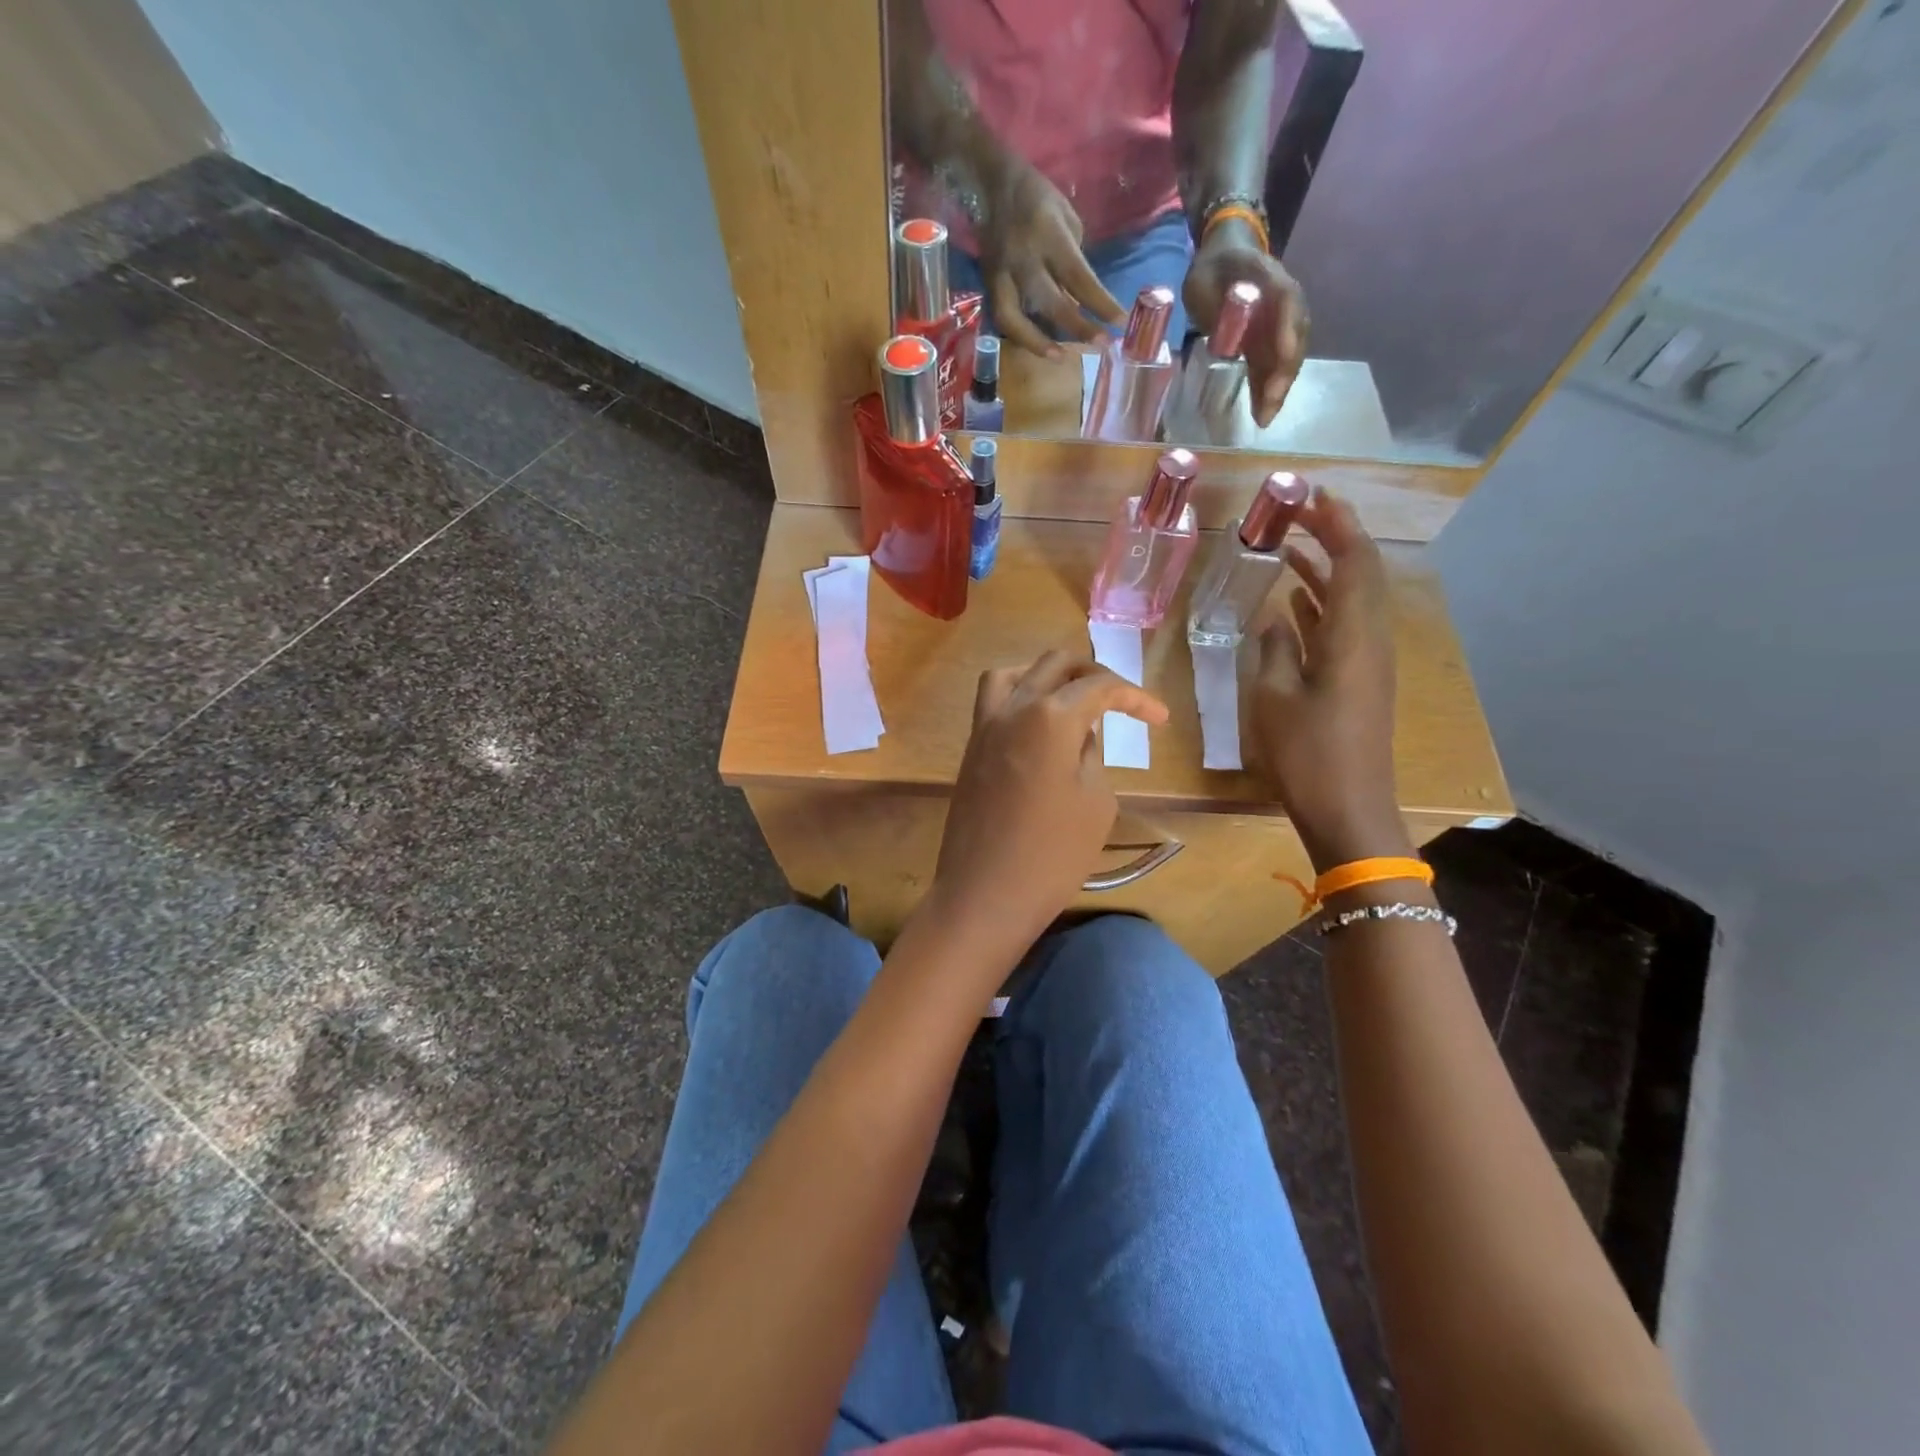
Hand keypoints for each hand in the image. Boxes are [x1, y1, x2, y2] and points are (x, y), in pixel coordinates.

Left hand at [928, 651, 1168, 955]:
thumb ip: (1091, 755)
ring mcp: (984, 727)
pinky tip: (1041, 727)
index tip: (1160, 718)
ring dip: (1048, 677)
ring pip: (1014, 674)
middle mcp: (1012, 708)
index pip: (1099, 686)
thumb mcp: (1095, 802)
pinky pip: (994, 701)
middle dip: (1093, 673)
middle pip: (1055, 664)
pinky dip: (1021, 697)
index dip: (1136, 697)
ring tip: (1073, 701)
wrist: (984, 896)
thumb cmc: (1052, 855)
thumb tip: (1079, 734)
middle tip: (1120, 700)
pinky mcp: (971, 750)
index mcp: (1050, 716)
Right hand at [976, 162, 1125, 358]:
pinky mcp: (988, 285)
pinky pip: (1003, 318)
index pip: (1078, 277)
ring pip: (1015, 320)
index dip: (1100, 304)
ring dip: (1038, 343)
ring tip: (1061, 357)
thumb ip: (1073, 260)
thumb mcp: (1066, 219)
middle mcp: (1023, 257)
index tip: (1120, 323)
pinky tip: (1038, 346)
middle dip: (1078, 328)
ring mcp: (1001, 274)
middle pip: (1051, 303)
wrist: (992, 184)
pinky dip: (1021, 336)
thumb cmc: (1038, 198)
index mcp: (1048, 234)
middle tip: (1101, 346)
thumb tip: (1079, 299)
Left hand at [1183, 220, 1309, 425]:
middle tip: (1268, 408)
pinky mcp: (1271, 339)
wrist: (1225, 256)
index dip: (1287, 331)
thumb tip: (1225, 333)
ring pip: (1287, 357)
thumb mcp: (1203, 278)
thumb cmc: (1211, 268)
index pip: (1287, 303)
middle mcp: (1285, 302)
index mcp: (1269, 280)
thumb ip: (1215, 301)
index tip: (1284, 356)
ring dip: (1278, 388)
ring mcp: (1281, 322)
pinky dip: (1269, 387)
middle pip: (1293, 339)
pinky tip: (1261, 411)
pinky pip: (1274, 364)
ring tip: (1264, 418)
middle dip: (1283, 375)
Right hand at [1247, 490, 1409, 871]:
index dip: (1337, 523)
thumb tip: (1273, 618)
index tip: (1311, 495)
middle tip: (1294, 514)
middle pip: (1359, 574)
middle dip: (1332, 538)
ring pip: (1350, 600)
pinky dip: (1319, 606)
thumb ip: (1273, 650)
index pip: (1355, 561)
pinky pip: (1342, 627)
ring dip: (1323, 571)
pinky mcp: (1357, 681)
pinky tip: (1291, 604)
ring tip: (1287, 548)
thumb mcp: (1274, 699)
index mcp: (1352, 637)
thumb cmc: (1308, 754)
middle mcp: (1368, 640)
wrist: (1348, 809)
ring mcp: (1366, 662)